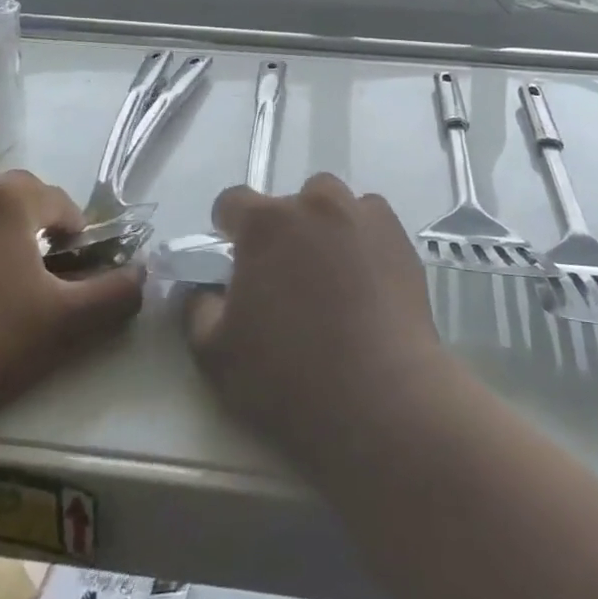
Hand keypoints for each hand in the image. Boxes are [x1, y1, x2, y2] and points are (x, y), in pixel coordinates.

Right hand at [185, 174, 448, 468]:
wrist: (381, 397)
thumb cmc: (289, 377)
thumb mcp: (216, 354)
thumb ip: (198, 308)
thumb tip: (204, 287)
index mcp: (264, 224)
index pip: (232, 201)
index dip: (228, 228)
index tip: (234, 259)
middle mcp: (313, 205)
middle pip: (288, 202)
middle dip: (281, 230)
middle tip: (285, 278)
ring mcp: (361, 216)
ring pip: (333, 203)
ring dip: (324, 225)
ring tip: (330, 272)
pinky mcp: (399, 237)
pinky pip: (371, 219)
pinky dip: (362, 236)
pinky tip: (366, 275)